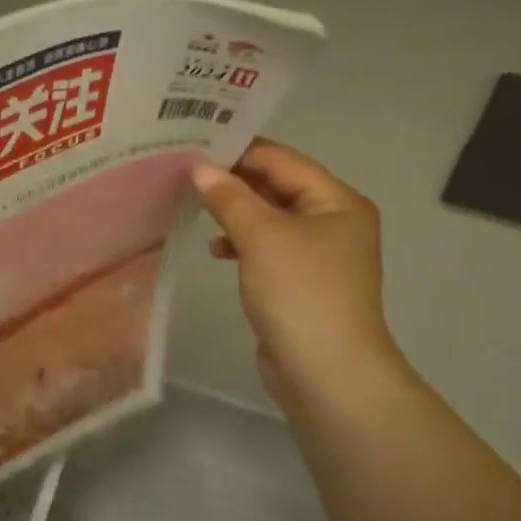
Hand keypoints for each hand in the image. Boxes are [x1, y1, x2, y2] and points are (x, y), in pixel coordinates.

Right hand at [190, 140, 404, 409]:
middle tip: (184, 173)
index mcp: (337, 201)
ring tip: (193, 207)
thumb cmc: (300, 292)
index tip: (193, 146)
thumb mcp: (261, 236)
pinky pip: (266, 247)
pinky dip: (241, 242)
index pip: (282, 160)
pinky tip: (216, 250)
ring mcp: (317, 253)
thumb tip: (200, 168)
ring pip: (268, 217)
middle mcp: (333, 220)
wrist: (327, 373)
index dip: (239, 151)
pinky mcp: (300, 281)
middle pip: (276, 187)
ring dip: (234, 212)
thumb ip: (229, 197)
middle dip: (233, 181)